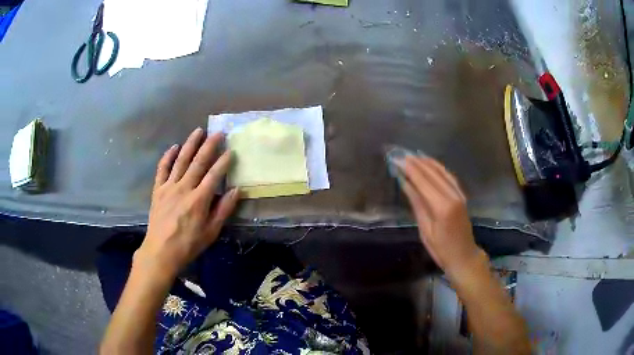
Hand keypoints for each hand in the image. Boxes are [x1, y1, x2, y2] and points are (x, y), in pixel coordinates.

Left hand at [135, 128, 239, 278]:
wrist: (161, 251)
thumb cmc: (188, 244)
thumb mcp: (211, 232)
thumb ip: (223, 210)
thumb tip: (237, 191)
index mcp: (199, 200)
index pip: (214, 175)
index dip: (223, 162)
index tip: (231, 150)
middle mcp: (184, 188)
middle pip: (198, 163)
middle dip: (209, 146)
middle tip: (218, 132)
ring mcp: (169, 187)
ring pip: (181, 161)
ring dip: (190, 144)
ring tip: (198, 131)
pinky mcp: (158, 190)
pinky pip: (162, 169)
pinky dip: (167, 157)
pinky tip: (174, 147)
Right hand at [396, 155, 481, 276]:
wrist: (464, 256)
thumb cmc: (441, 249)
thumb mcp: (425, 230)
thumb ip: (417, 203)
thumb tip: (405, 183)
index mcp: (442, 207)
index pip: (423, 181)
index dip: (409, 169)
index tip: (397, 159)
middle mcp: (453, 196)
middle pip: (433, 174)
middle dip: (417, 163)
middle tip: (402, 154)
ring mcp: (459, 194)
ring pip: (442, 172)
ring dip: (428, 162)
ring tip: (414, 155)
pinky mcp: (462, 196)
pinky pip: (450, 177)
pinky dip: (439, 168)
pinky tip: (431, 164)